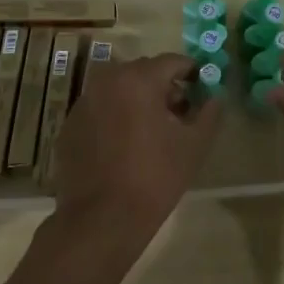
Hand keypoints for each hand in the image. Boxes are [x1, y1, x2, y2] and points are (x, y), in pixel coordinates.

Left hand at [50, 54, 220, 255]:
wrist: (100, 221)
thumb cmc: (154, 178)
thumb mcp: (194, 145)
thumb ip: (209, 112)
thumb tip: (214, 97)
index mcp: (138, 79)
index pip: (173, 61)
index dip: (192, 73)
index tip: (202, 90)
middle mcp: (107, 81)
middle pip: (144, 72)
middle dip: (164, 86)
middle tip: (179, 114)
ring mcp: (84, 103)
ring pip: (119, 89)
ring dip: (138, 100)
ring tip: (152, 132)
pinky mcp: (69, 126)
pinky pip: (101, 109)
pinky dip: (115, 116)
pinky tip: (124, 147)